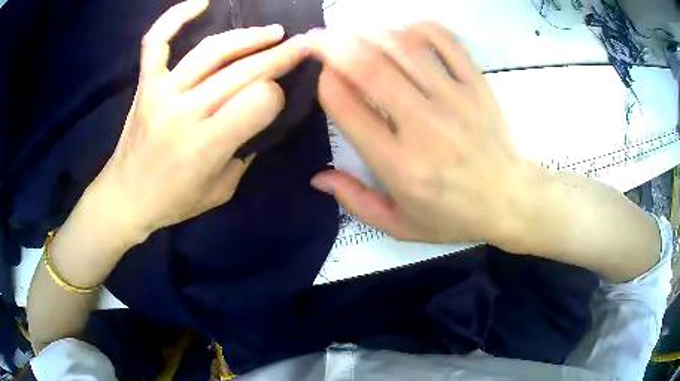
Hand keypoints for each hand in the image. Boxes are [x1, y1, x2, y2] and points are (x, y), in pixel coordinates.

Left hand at [86, 0, 309, 241]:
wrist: (125, 197)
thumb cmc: (172, 201)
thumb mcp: (221, 191)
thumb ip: (244, 152)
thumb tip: (258, 115)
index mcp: (206, 146)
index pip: (259, 101)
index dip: (274, 97)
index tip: (274, 102)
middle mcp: (184, 112)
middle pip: (243, 72)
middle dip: (281, 56)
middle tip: (303, 44)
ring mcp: (162, 92)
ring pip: (212, 50)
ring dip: (248, 37)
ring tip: (273, 32)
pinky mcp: (146, 85)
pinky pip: (157, 42)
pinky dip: (175, 17)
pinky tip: (201, 3)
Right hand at [309, 22, 541, 250]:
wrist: (511, 200)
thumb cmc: (455, 216)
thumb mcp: (400, 225)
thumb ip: (356, 202)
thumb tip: (318, 178)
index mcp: (398, 164)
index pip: (346, 105)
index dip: (325, 81)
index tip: (322, 75)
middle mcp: (423, 125)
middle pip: (367, 66)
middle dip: (333, 44)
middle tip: (319, 38)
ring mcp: (454, 99)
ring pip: (402, 46)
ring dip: (368, 32)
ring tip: (353, 31)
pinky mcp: (476, 84)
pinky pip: (444, 40)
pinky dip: (417, 28)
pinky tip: (402, 31)